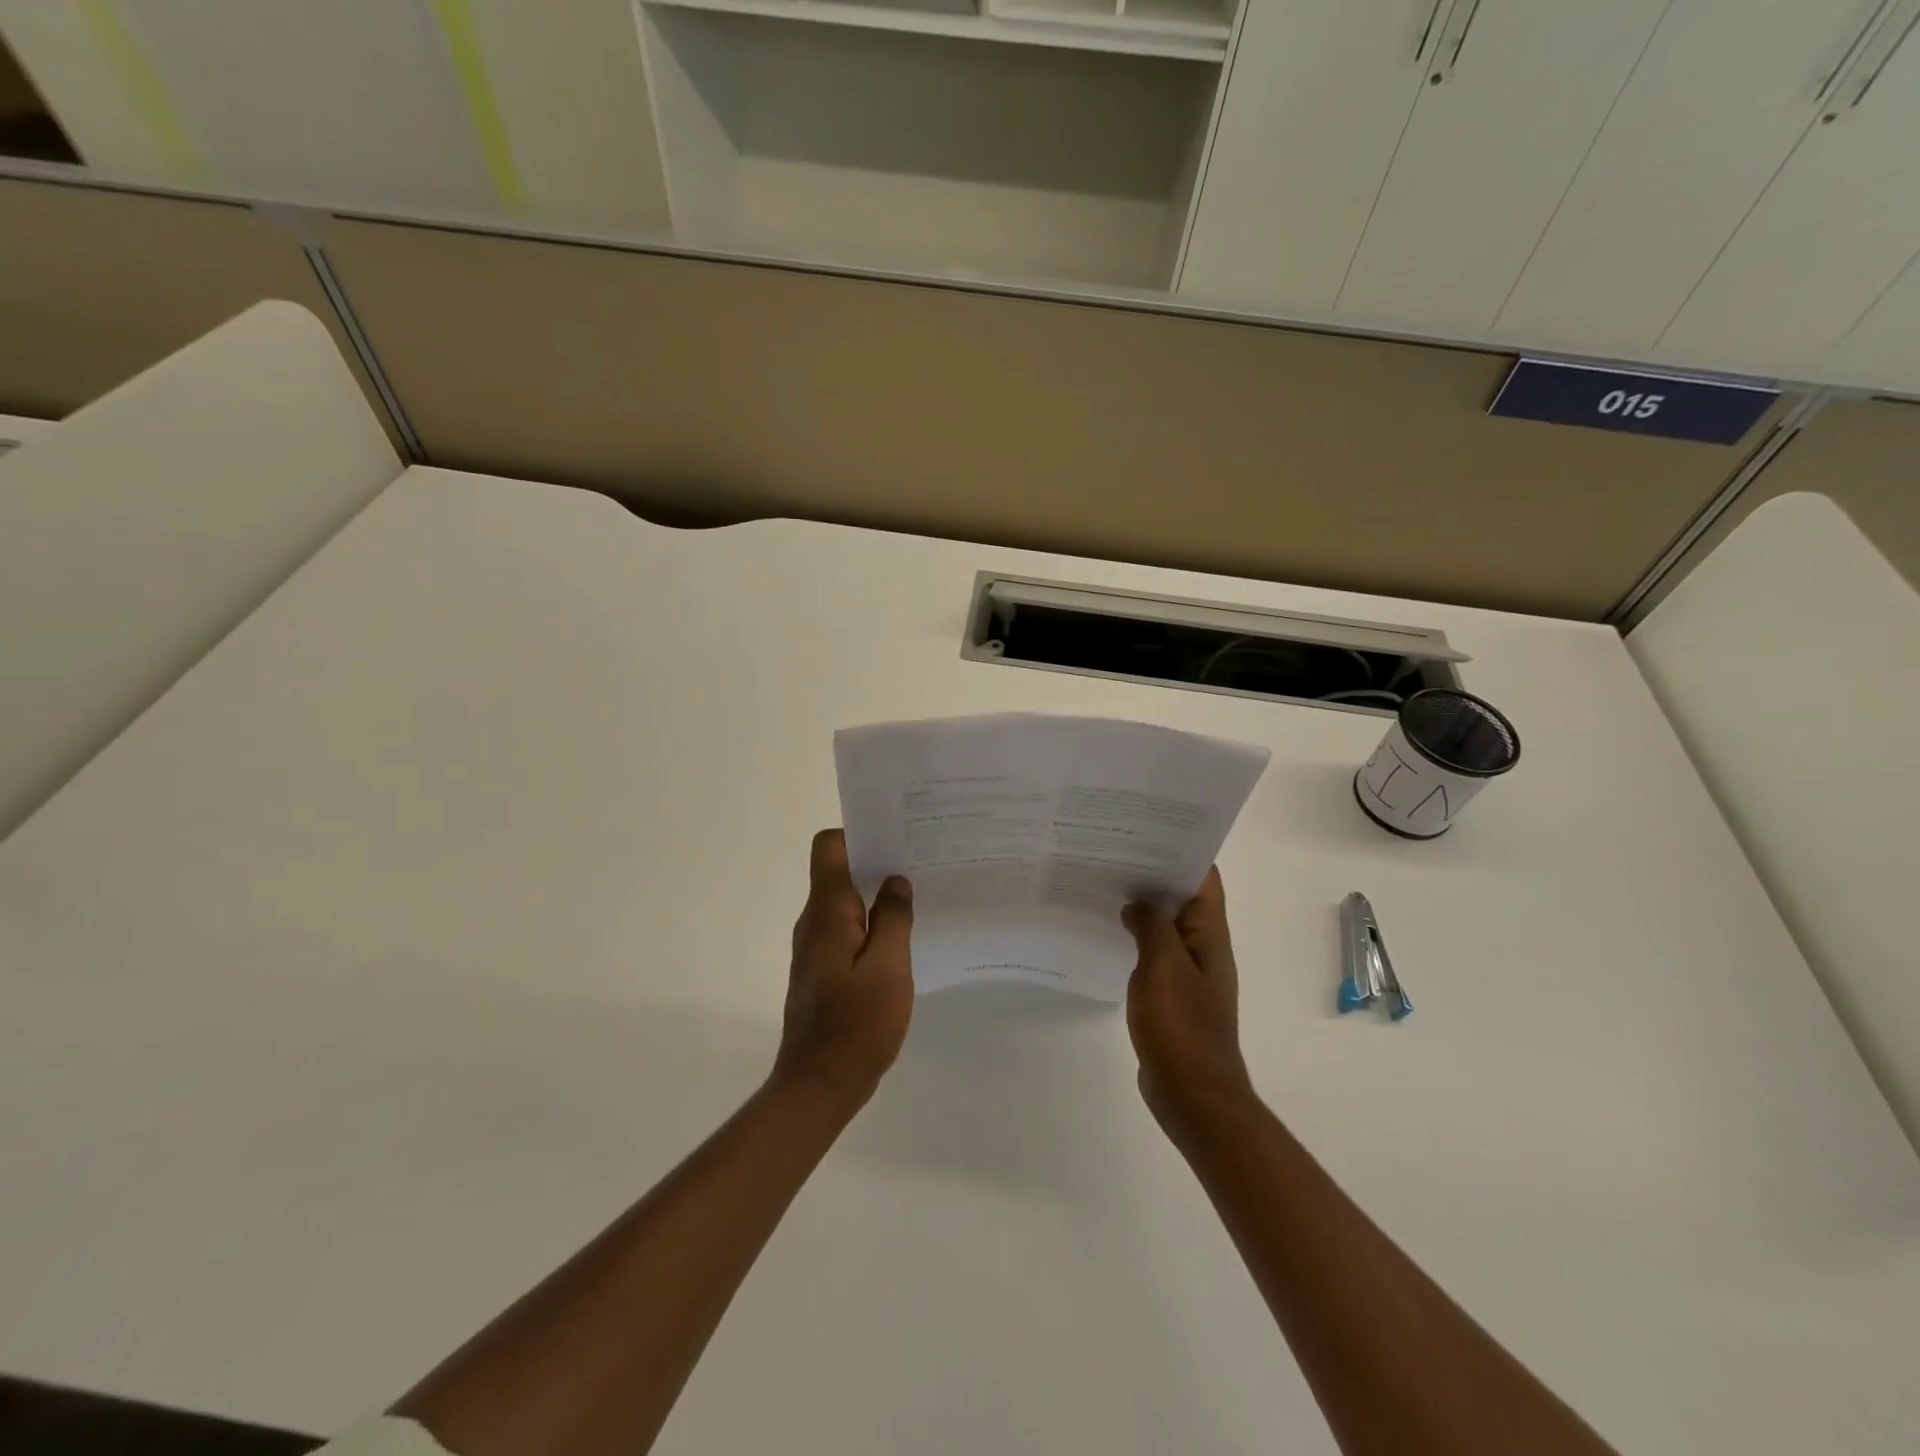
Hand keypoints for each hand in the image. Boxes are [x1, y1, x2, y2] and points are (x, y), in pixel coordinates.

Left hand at [774, 829, 914, 1106]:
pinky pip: (847, 930)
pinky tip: (903, 937)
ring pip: (845, 902)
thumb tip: (895, 881)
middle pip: (838, 871)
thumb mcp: (888, 969)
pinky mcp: (823, 969)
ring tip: (918, 895)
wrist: (818, 1085)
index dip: (858, 833)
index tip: (895, 836)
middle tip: (920, 861)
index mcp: (826, 912)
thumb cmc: (855, 1025)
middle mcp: (814, 922)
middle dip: (877, 861)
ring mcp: (816, 947)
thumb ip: (893, 919)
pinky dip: (872, 924)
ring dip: (876, 895)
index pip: (828, 848)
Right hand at [1123, 867, 1255, 1139]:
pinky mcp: (1172, 995)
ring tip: (1104, 883)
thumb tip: (1138, 904)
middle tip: (1112, 851)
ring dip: (1143, 906)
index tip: (1146, 829)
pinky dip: (1136, 937)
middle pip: (1182, 898)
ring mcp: (1188, 973)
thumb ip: (1152, 926)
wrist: (1193, 1093)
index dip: (1180, 849)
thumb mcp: (1163, 966)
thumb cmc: (1181, 1026)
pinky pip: (1154, 954)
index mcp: (1210, 935)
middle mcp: (1204, 948)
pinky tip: (1109, 931)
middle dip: (1153, 874)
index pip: (1203, 879)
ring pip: (1166, 926)